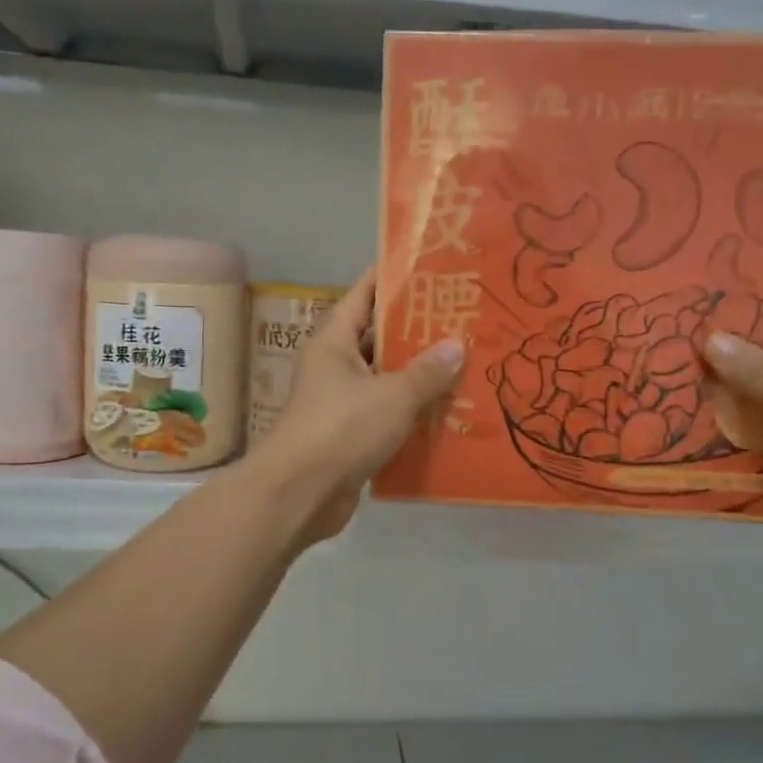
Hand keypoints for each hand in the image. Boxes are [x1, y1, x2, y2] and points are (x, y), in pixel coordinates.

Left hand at [249, 270, 465, 542]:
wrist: (300, 494)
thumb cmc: (342, 428)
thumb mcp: (393, 394)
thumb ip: (427, 371)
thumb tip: (456, 345)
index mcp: (334, 342)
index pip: (362, 296)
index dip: (391, 279)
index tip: (427, 267)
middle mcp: (333, 367)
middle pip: (376, 339)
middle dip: (415, 330)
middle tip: (460, 319)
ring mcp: (340, 404)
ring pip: (384, 380)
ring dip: (417, 376)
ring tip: (463, 363)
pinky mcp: (348, 437)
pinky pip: (385, 415)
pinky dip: (411, 413)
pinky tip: (447, 412)